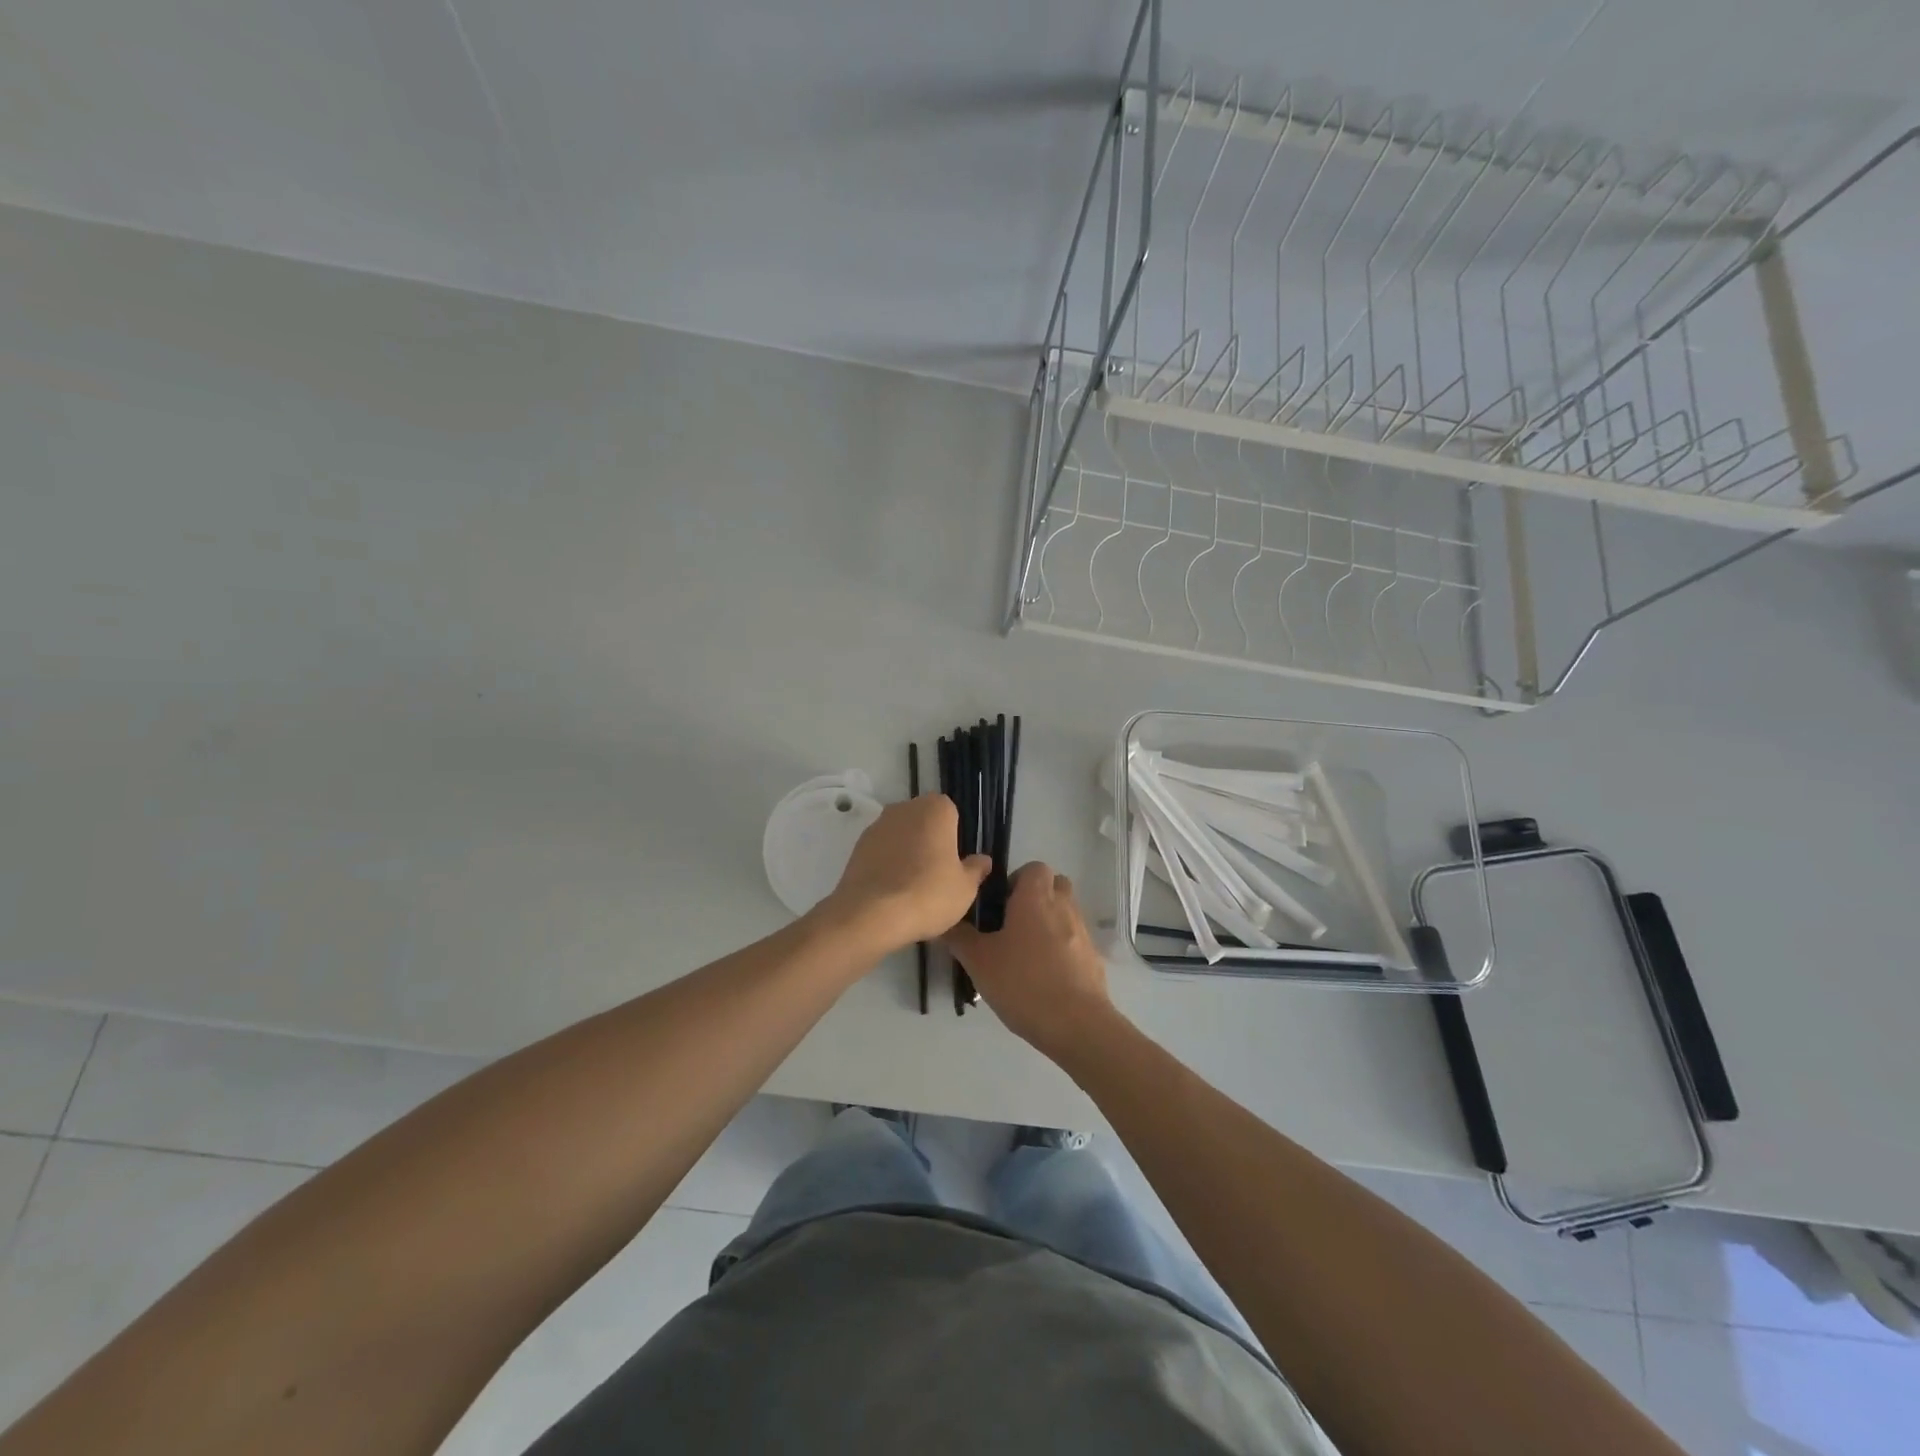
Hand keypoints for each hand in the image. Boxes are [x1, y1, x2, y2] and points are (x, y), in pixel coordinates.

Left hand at [818, 794, 990, 954]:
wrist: (871, 915)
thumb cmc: (928, 894)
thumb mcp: (965, 888)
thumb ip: (975, 869)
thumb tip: (983, 860)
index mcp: (936, 809)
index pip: (951, 813)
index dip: (955, 836)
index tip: (956, 861)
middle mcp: (905, 808)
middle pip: (924, 821)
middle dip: (931, 841)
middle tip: (938, 874)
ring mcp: (878, 825)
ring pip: (901, 835)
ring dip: (908, 851)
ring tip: (913, 886)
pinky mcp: (858, 846)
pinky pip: (882, 850)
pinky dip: (888, 863)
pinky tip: (893, 890)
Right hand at [944, 861, 1115, 1060]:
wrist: (1077, 1024)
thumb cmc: (1023, 983)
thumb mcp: (979, 961)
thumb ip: (959, 937)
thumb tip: (943, 921)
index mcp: (1036, 898)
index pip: (1034, 867)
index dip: (1016, 880)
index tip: (999, 904)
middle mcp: (1063, 906)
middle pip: (1054, 885)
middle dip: (1035, 897)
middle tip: (1011, 924)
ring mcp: (1083, 932)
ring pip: (1066, 912)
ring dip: (1049, 922)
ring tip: (1026, 953)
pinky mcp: (1093, 958)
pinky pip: (1075, 940)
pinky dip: (1062, 948)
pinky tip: (1044, 976)